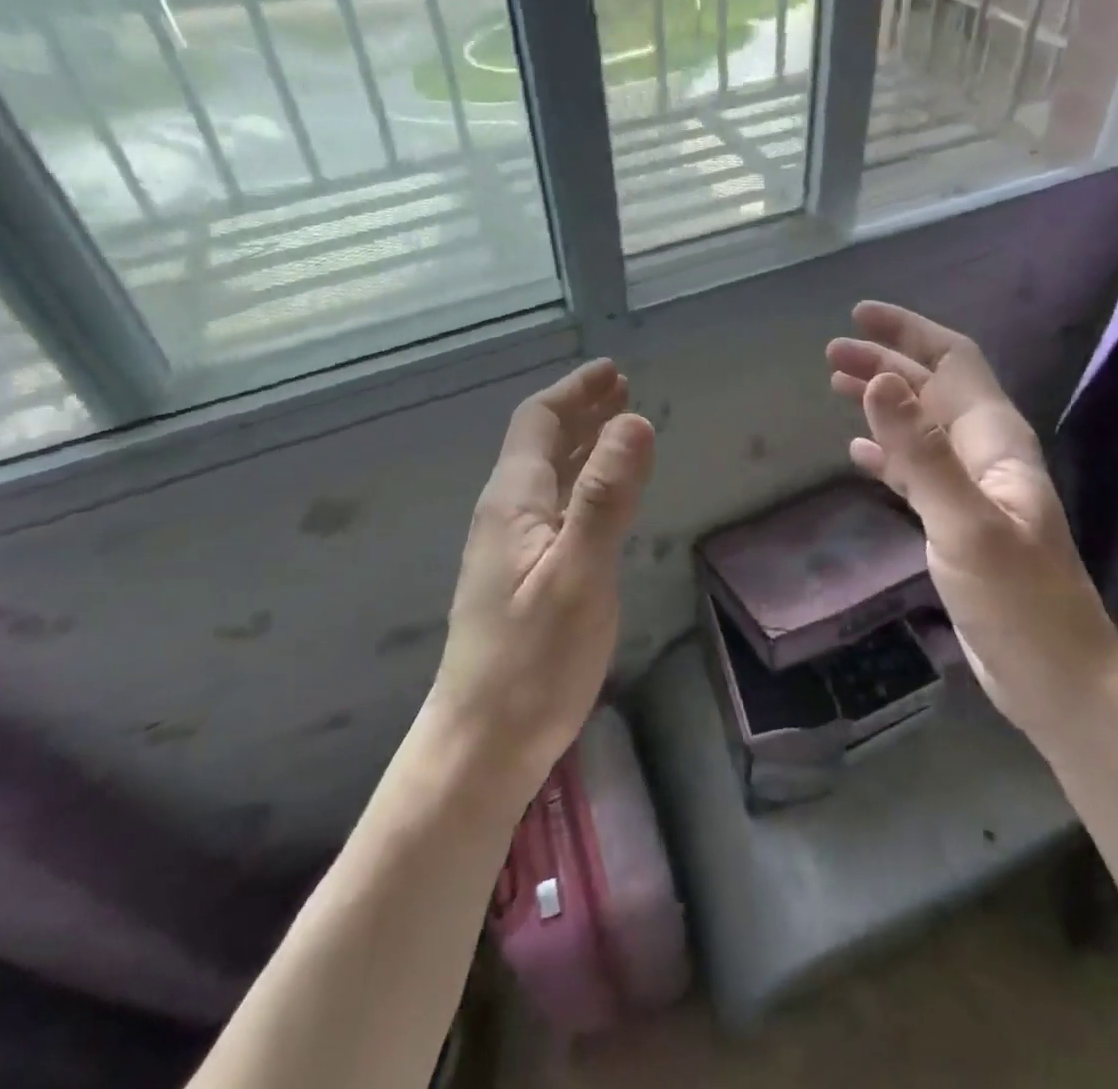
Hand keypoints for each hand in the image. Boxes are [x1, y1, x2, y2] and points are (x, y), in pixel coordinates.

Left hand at [428, 359, 655, 800]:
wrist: (483, 744)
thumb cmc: (533, 660)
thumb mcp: (579, 573)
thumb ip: (606, 497)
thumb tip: (634, 420)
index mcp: (514, 502)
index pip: (539, 424)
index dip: (574, 392)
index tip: (612, 372)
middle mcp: (506, 515)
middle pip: (540, 445)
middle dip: (579, 411)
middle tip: (620, 388)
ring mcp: (509, 548)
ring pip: (547, 476)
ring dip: (580, 444)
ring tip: (616, 426)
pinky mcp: (520, 577)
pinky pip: (553, 507)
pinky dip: (581, 482)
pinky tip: (598, 496)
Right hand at [827, 302, 1117, 739]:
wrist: (1055, 676)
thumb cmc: (1019, 600)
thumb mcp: (966, 523)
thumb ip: (922, 453)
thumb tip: (879, 381)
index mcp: (995, 439)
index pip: (953, 362)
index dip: (909, 332)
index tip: (859, 316)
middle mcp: (984, 453)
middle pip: (932, 388)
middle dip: (885, 363)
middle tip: (831, 355)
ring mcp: (971, 488)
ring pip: (920, 426)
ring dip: (882, 402)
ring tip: (836, 386)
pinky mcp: (956, 522)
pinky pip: (915, 470)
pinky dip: (886, 452)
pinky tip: (857, 452)